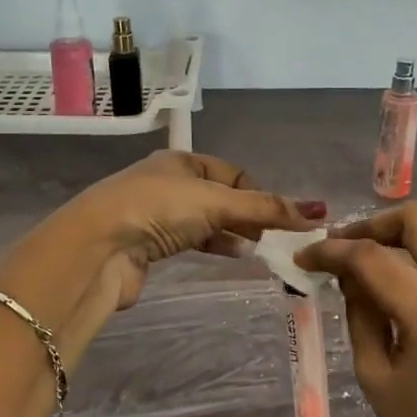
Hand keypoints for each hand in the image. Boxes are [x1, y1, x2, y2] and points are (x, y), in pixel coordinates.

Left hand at [60, 150, 325, 309]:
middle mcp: (167, 183)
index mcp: (181, 161)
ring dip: (232, 233)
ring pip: (205, 221)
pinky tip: (231, 256)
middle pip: (220, 197)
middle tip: (273, 237)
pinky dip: (214, 246)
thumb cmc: (157, 210)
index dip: (258, 193)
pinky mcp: (148, 246)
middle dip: (248, 215)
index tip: (279, 218)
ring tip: (257, 249)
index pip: (232, 173)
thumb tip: (318, 211)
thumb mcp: (216, 202)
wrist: (98, 248)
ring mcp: (155, 215)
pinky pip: (190, 242)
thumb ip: (265, 208)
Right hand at [297, 201, 416, 416]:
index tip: (305, 258)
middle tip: (346, 248)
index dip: (331, 251)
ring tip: (371, 269)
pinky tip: (404, 290)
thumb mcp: (377, 379)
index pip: (371, 256)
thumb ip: (360, 317)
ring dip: (400, 239)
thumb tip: (350, 279)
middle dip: (374, 224)